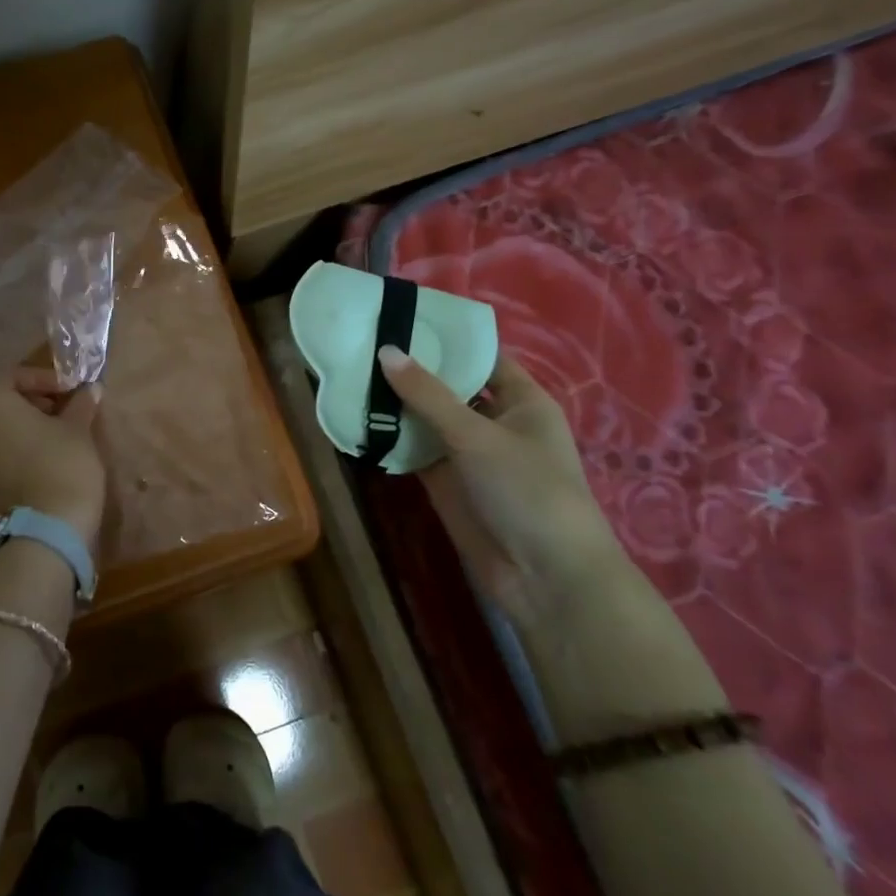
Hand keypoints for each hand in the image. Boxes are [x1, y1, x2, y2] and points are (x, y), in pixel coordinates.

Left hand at [0, 368, 106, 549]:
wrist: (50, 526)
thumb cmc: (63, 462)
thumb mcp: (78, 426)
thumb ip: (80, 403)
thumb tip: (90, 389)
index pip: (16, 375)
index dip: (47, 379)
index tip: (72, 389)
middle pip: (2, 399)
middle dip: (34, 399)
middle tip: (66, 406)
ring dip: (25, 421)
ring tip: (59, 429)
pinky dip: (15, 442)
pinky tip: (44, 450)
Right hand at [378, 345, 629, 629]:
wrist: (545, 577)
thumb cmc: (527, 490)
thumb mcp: (477, 435)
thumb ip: (428, 395)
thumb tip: (386, 351)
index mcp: (521, 401)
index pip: (481, 357)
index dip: (447, 339)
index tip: (402, 319)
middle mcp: (495, 422)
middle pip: (449, 387)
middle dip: (412, 370)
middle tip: (362, 344)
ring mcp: (469, 454)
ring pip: (427, 420)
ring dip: (396, 405)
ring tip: (349, 376)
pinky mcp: (446, 483)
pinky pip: (415, 451)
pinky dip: (391, 439)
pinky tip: (357, 421)